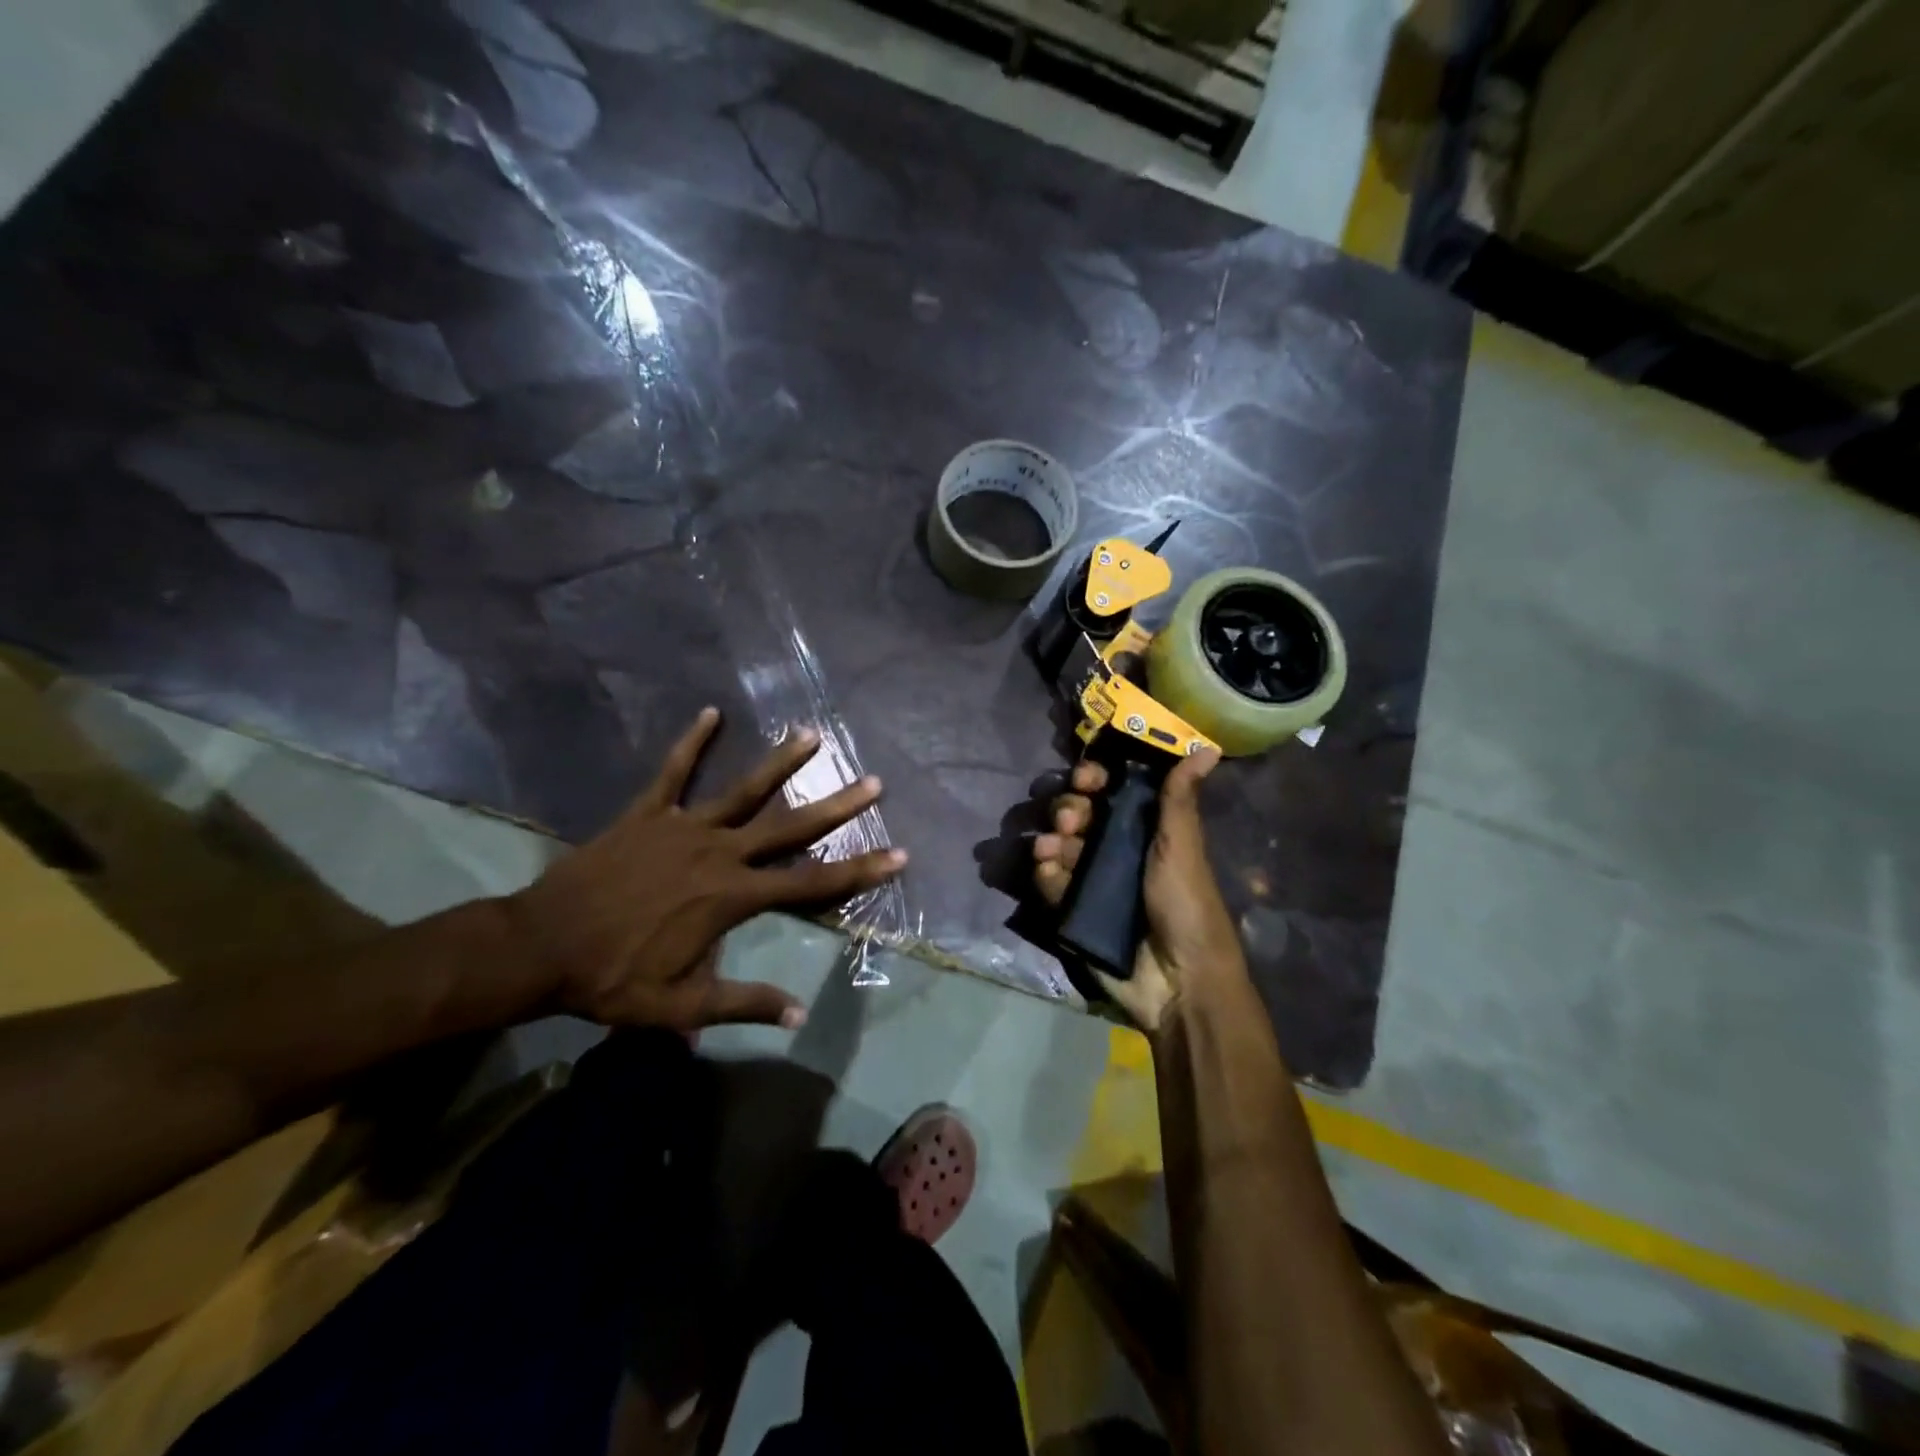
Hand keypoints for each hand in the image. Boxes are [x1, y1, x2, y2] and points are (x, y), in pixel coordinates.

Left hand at [507, 708, 905, 1031]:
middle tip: (873, 782)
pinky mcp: (648, 814)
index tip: (897, 854)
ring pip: (743, 790)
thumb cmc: (612, 978)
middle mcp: (719, 853)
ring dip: (780, 763)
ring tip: (811, 735)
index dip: (857, 870)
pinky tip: (710, 713)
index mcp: (731, 896)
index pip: (810, 882)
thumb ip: (742, 1004)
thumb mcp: (680, 1006)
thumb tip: (797, 1014)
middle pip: (789, 826)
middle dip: (836, 806)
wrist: (539, 947)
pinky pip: (673, 772)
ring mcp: (683, 827)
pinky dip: (691, 742)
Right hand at [1032, 749, 1245, 1032]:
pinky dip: (1046, 876)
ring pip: (1058, 845)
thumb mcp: (1182, 847)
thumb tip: (1208, 747)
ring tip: (1053, 850)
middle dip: (1068, 810)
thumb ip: (1180, 798)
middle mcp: (1114, 850)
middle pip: (1077, 814)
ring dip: (1051, 840)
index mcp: (1143, 830)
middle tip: (1071, 821)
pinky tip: (1051, 877)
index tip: (1086, 779)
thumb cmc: (1186, 906)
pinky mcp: (1072, 911)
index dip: (1093, 780)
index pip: (1109, 792)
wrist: (1179, 982)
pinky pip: (1050, 883)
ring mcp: (1090, 881)